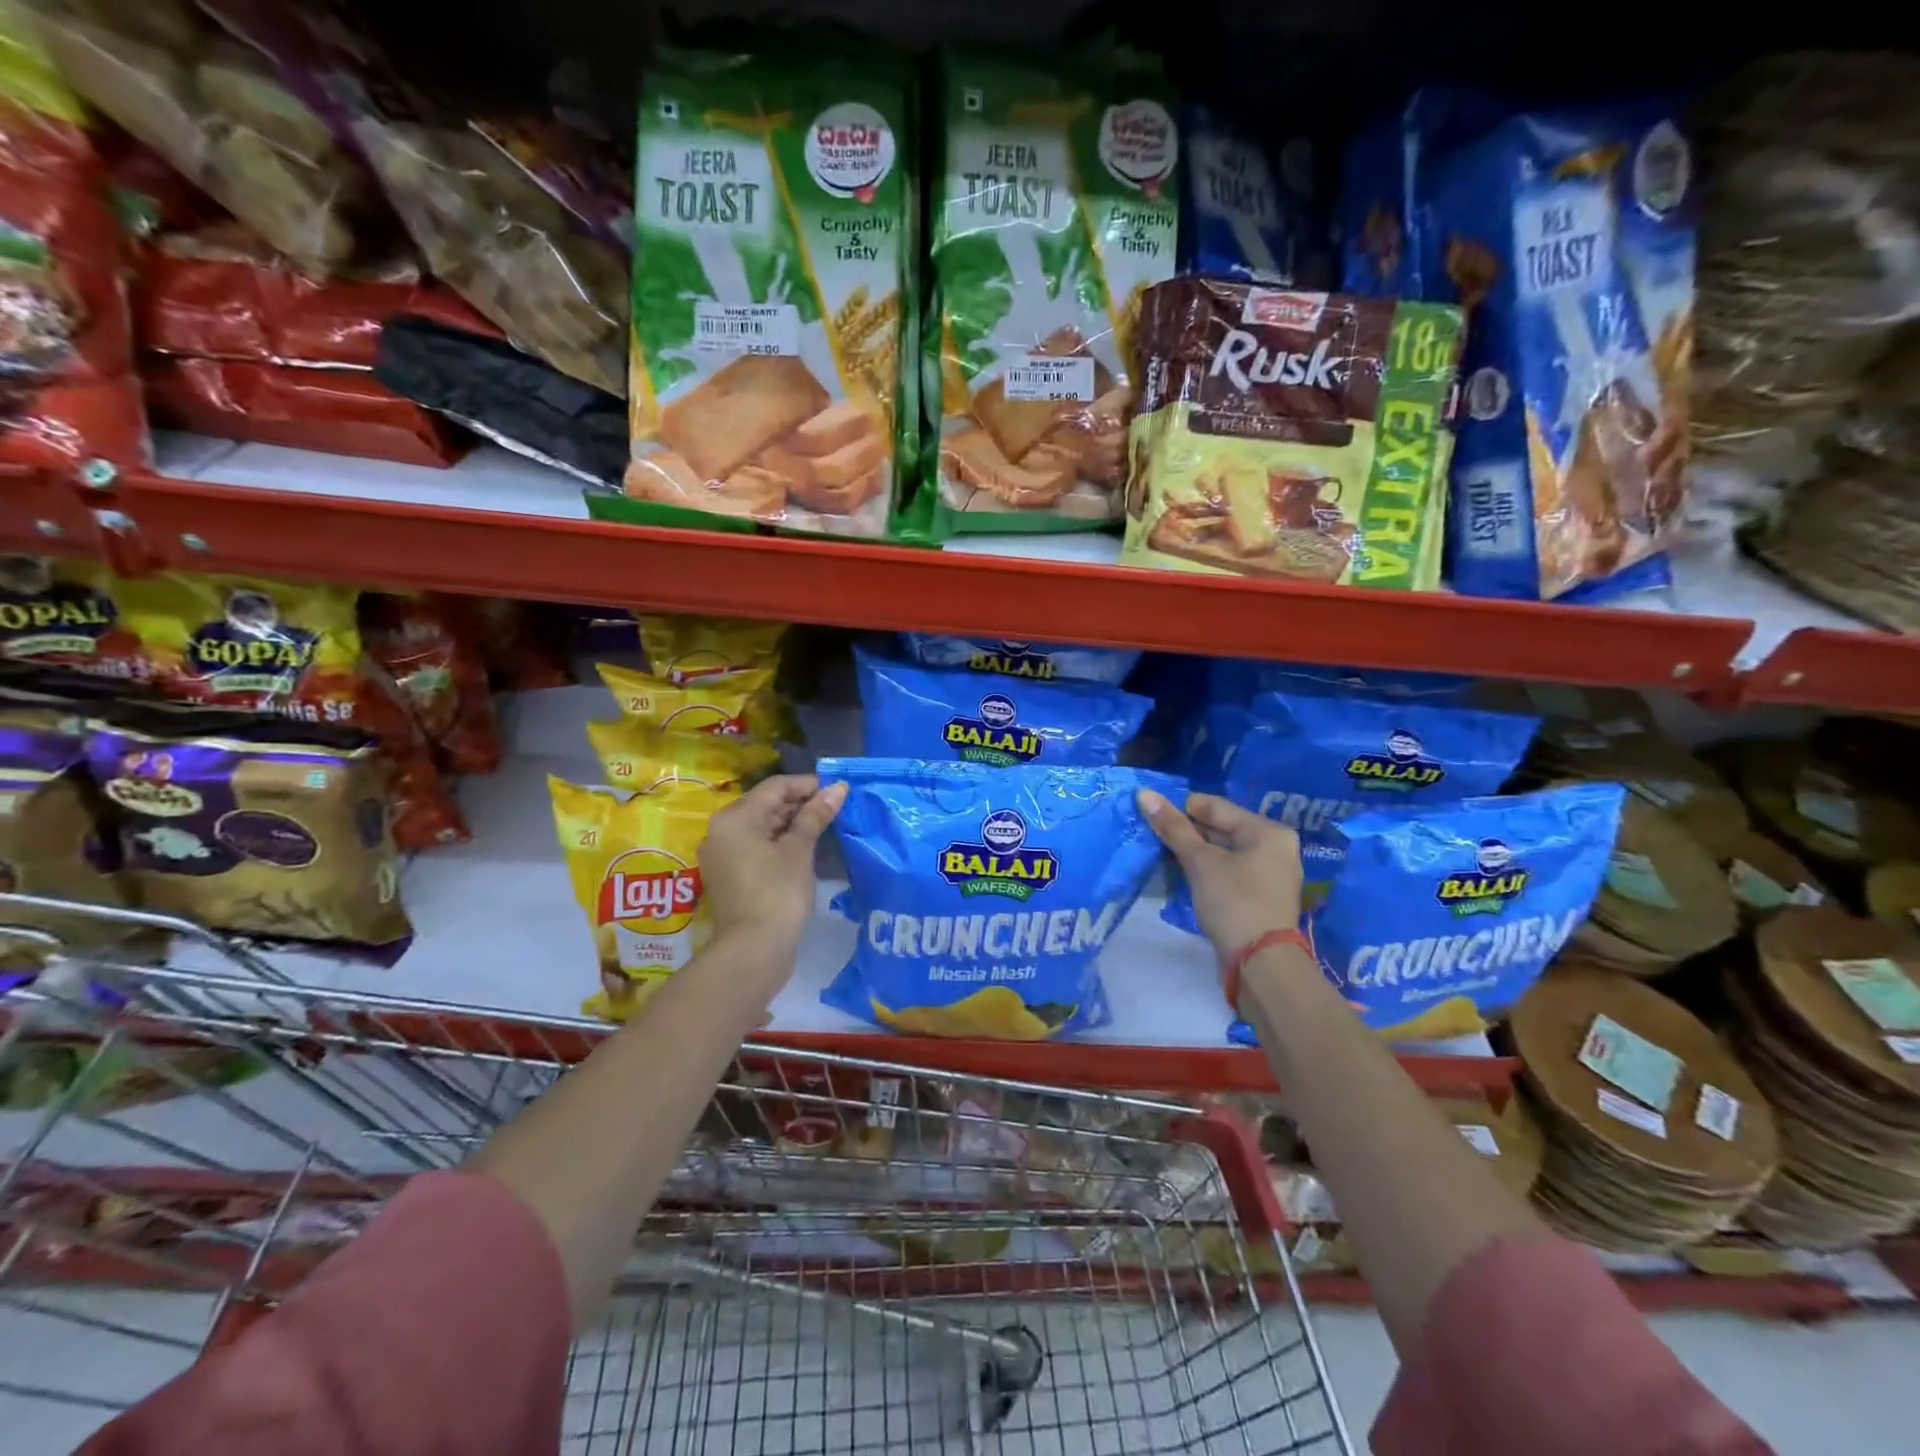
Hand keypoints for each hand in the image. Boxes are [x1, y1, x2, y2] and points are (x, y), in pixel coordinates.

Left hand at [699, 774, 846, 954]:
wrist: (753, 950)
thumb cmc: (777, 893)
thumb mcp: (799, 850)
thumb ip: (816, 815)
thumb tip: (838, 788)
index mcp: (735, 817)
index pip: (775, 787)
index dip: (809, 785)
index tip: (839, 789)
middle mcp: (722, 830)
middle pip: (767, 805)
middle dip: (802, 804)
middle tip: (837, 807)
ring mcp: (724, 854)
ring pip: (763, 827)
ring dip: (794, 824)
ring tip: (828, 825)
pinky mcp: (731, 875)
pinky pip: (758, 847)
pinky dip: (781, 843)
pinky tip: (808, 847)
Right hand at [1138, 790, 1303, 961]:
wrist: (1261, 964)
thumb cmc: (1234, 901)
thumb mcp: (1200, 861)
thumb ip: (1173, 827)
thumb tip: (1144, 794)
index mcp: (1268, 831)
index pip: (1216, 806)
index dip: (1180, 806)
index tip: (1149, 810)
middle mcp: (1274, 848)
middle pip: (1221, 828)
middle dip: (1186, 830)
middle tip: (1150, 832)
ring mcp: (1269, 874)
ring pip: (1222, 852)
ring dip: (1193, 851)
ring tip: (1160, 851)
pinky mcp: (1258, 897)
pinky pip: (1227, 871)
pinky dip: (1205, 870)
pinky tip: (1180, 872)